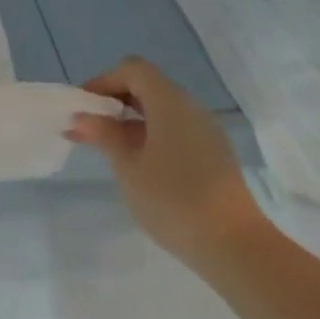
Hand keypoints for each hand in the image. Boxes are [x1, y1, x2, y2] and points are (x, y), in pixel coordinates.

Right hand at [66, 56, 266, 273]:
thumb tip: (83, 117)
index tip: (84, 107)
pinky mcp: (214, 156)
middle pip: (147, 87)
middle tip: (89, 127)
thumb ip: (104, 135)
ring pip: (162, 110)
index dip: (103, 81)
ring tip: (107, 148)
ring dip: (131, 120)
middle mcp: (191, 108)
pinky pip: (176, 130)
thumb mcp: (128, 167)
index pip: (133, 70)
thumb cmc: (174, 200)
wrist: (237, 248)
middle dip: (114, 101)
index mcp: (170, 102)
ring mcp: (206, 132)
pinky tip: (138, 164)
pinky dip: (151, 135)